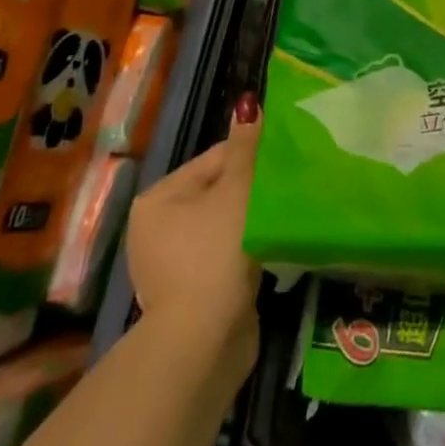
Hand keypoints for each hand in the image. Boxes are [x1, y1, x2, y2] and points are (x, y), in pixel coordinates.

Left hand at [124, 98, 262, 376]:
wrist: (204, 341)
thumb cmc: (217, 252)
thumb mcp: (237, 191)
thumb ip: (246, 148)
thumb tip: (248, 105)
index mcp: (159, 198)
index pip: (215, 159)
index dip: (253, 158)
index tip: (286, 163)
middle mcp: (156, 228)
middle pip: (220, 191)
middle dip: (254, 191)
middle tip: (289, 191)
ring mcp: (170, 264)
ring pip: (225, 224)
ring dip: (253, 221)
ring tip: (283, 219)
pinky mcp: (190, 292)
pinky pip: (225, 255)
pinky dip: (246, 250)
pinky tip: (268, 251)